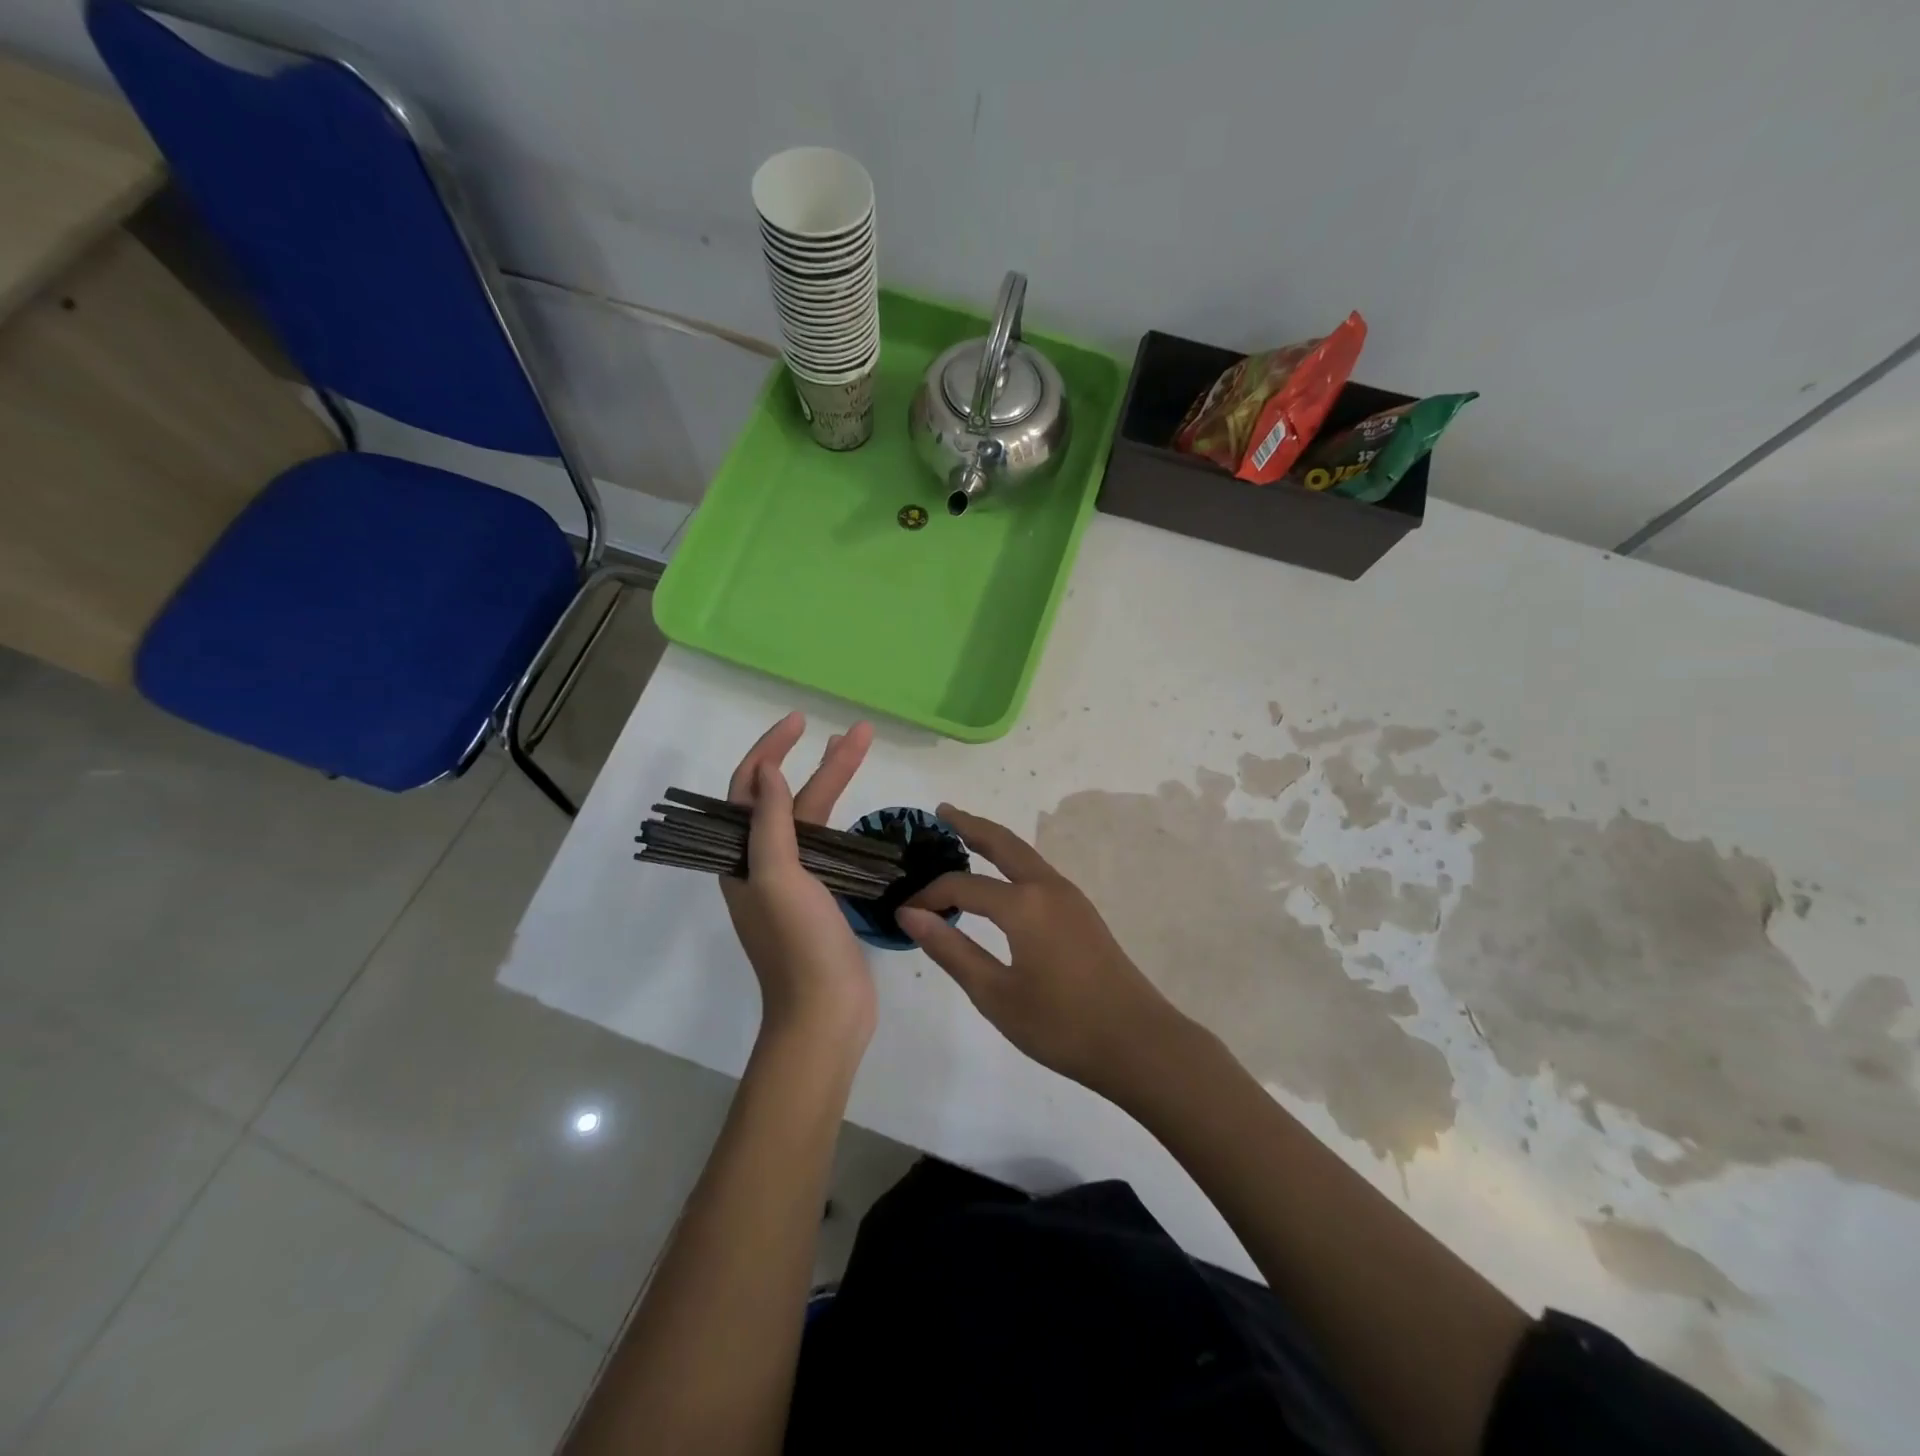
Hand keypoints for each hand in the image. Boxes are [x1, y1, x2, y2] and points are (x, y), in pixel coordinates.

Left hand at [719, 713, 876, 1047]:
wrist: (825, 1013)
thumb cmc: (798, 944)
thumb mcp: (777, 877)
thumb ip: (769, 822)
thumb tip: (765, 768)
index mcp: (741, 858)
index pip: (748, 788)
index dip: (770, 750)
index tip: (800, 722)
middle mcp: (762, 864)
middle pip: (788, 799)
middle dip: (819, 761)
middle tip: (856, 732)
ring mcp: (794, 881)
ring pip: (813, 820)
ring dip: (835, 785)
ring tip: (861, 751)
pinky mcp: (822, 897)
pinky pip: (829, 847)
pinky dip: (843, 821)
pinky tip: (861, 811)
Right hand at [897, 806, 1187, 1100]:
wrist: (1138, 1043)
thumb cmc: (1061, 1024)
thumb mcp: (995, 994)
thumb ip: (951, 949)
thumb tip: (910, 914)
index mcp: (1024, 905)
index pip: (963, 886)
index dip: (930, 895)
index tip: (904, 911)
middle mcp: (1048, 887)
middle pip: (1004, 843)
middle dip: (971, 825)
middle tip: (942, 811)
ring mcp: (1071, 897)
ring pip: (1025, 856)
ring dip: (995, 842)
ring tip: (965, 837)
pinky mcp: (1082, 913)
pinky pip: (1038, 874)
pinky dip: (1012, 864)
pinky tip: (1002, 881)